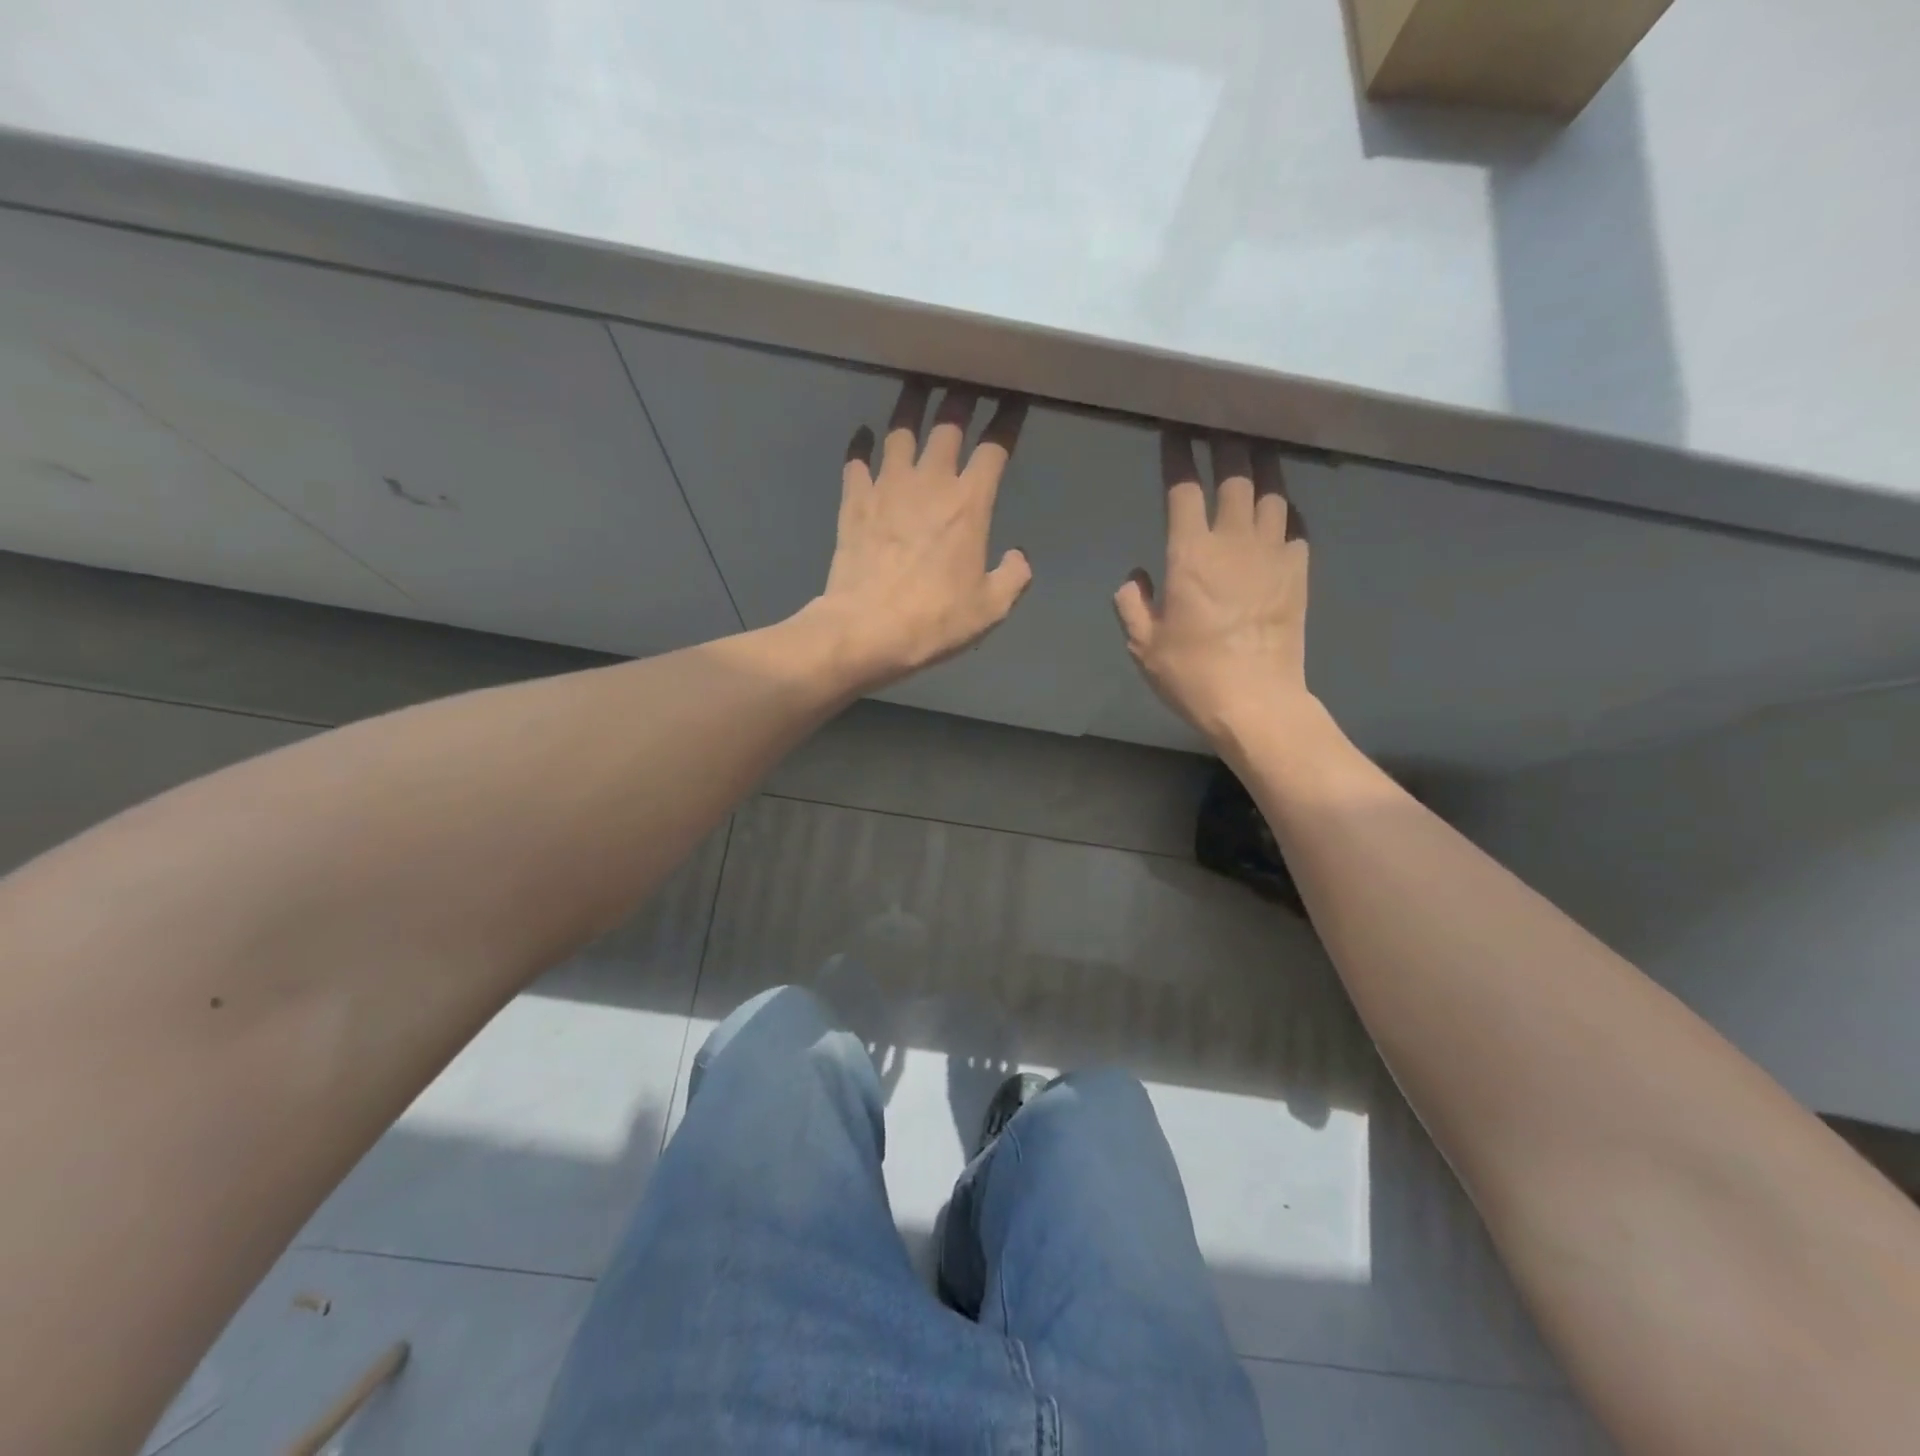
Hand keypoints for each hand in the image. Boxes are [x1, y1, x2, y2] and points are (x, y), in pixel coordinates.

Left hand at [812, 380, 1031, 687]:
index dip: (1007, 420)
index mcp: (969, 504)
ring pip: (900, 429)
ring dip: (911, 404)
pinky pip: (856, 461)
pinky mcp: (854, 501)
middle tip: (966, 378)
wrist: (865, 630)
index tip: (1014, 399)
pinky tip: (863, 435)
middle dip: (962, 396)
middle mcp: (929, 482)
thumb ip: (1012, 578)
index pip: (995, 447)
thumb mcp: (990, 609)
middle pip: (948, 424)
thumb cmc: (934, 620)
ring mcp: (887, 487)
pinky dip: (860, 445)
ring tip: (917, 386)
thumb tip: (1018, 557)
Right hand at [1114, 433, 1310, 742]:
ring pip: (1272, 491)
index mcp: (1190, 555)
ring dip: (1261, 464)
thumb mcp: (1144, 645)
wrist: (1256, 702)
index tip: (1174, 430)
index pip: (1183, 488)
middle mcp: (1234, 541)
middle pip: (1234, 475)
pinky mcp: (1299, 571)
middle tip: (1219, 422)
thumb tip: (1135, 576)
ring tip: (1255, 448)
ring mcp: (1273, 553)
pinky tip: (1280, 508)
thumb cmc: (1192, 674)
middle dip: (1225, 442)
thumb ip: (1132, 604)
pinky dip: (1286, 509)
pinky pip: (1296, 525)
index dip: (1177, 455)